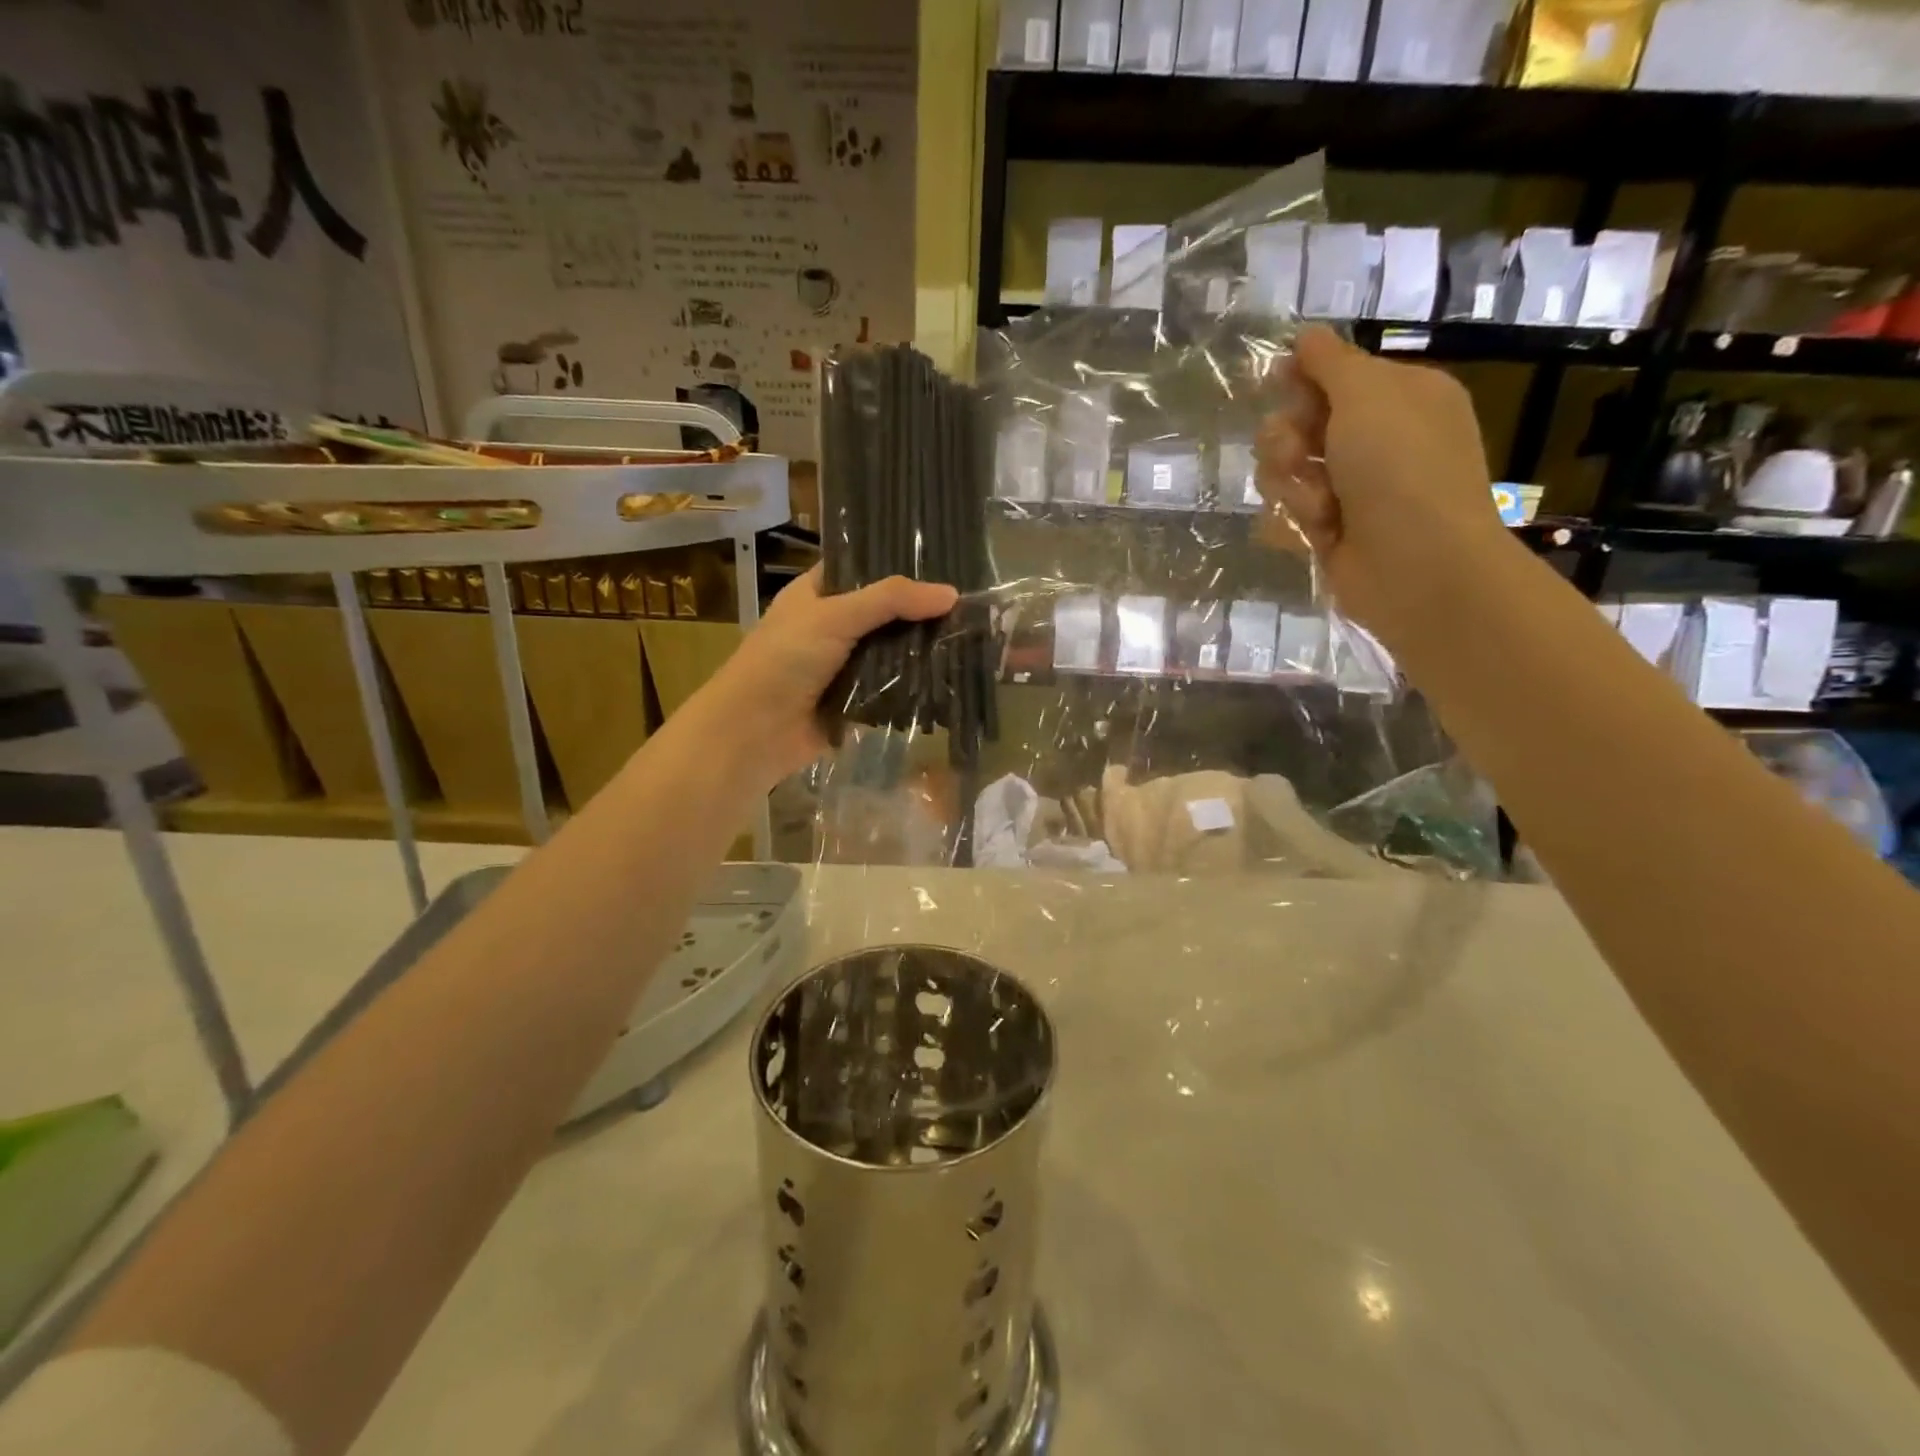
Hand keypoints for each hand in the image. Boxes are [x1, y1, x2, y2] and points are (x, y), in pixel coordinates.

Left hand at [691, 566, 957, 789]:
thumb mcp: (835, 617)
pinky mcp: (855, 701)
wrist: (754, 733)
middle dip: (919, 612)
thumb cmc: (784, 661)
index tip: (944, 561)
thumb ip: (891, 600)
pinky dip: (914, 683)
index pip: (863, 568)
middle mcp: (831, 625)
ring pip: (892, 651)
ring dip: (921, 649)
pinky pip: (892, 686)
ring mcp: (844, 665)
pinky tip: (952, 673)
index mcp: (817, 593)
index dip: (898, 564)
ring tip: (971, 636)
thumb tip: (952, 594)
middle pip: (884, 612)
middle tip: (970, 604)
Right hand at [1254, 325, 1512, 649]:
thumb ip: (1330, 363)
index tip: (1277, 384)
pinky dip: (1296, 519)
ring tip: (1316, 503)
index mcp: (1400, 397)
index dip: (1301, 379)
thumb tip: (1306, 335)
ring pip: (1287, 472)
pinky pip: (1288, 512)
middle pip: (1300, 424)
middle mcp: (1376, 440)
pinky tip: (1317, 530)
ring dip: (1291, 484)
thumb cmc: (1401, 468)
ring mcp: (1352, 489)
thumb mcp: (1368, 394)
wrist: (1416, 565)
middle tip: (1297, 454)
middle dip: (1287, 439)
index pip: (1334, 375)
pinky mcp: (1330, 531)